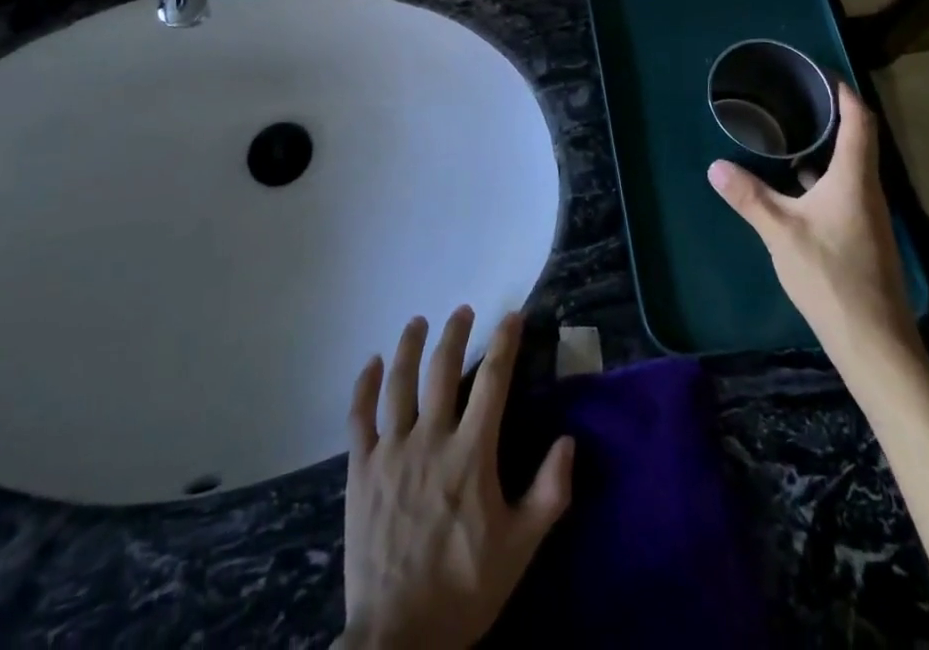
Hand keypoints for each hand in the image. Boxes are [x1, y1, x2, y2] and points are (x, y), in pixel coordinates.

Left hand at [338, 308, 574, 649]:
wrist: (397, 638)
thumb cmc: (463, 590)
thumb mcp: (520, 549)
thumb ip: (549, 493)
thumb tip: (568, 441)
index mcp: (471, 454)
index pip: (493, 381)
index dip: (505, 343)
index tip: (512, 315)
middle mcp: (431, 438)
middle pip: (442, 369)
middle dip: (455, 333)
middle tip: (463, 310)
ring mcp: (392, 451)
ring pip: (399, 382)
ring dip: (410, 345)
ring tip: (418, 322)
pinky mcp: (361, 469)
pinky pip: (360, 415)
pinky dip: (365, 384)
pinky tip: (373, 363)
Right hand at [708, 83, 921, 380]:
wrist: (873, 343)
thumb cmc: (831, 276)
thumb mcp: (780, 233)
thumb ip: (749, 197)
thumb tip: (716, 166)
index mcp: (854, 179)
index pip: (860, 121)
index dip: (845, 93)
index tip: (821, 73)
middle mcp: (867, 191)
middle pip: (857, 141)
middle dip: (829, 116)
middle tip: (793, 98)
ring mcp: (867, 217)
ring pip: (848, 169)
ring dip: (824, 149)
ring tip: (787, 135)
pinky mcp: (862, 237)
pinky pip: (842, 191)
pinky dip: (821, 178)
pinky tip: (794, 186)